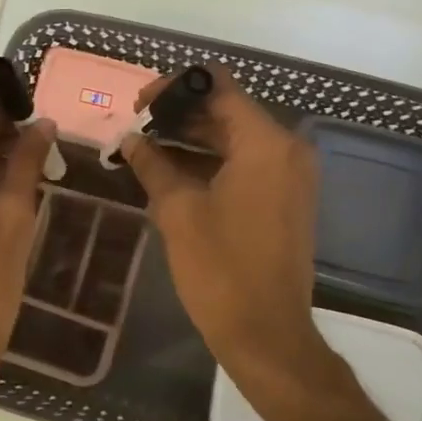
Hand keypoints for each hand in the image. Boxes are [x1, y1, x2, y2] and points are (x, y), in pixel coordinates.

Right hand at [119, 68, 334, 391]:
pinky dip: (212, 162)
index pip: (218, 87)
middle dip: (180, 115)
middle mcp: (286, 149)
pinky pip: (246, 164)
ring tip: (146, 148)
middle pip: (227, 111)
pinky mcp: (286, 198)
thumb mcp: (178, 211)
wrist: (266, 333)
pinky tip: (172, 172)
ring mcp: (290, 175)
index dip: (175, 88)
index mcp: (265, 143)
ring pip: (235, 139)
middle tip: (136, 127)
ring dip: (193, 139)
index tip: (139, 104)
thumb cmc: (220, 269)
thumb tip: (130, 139)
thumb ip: (153, 164)